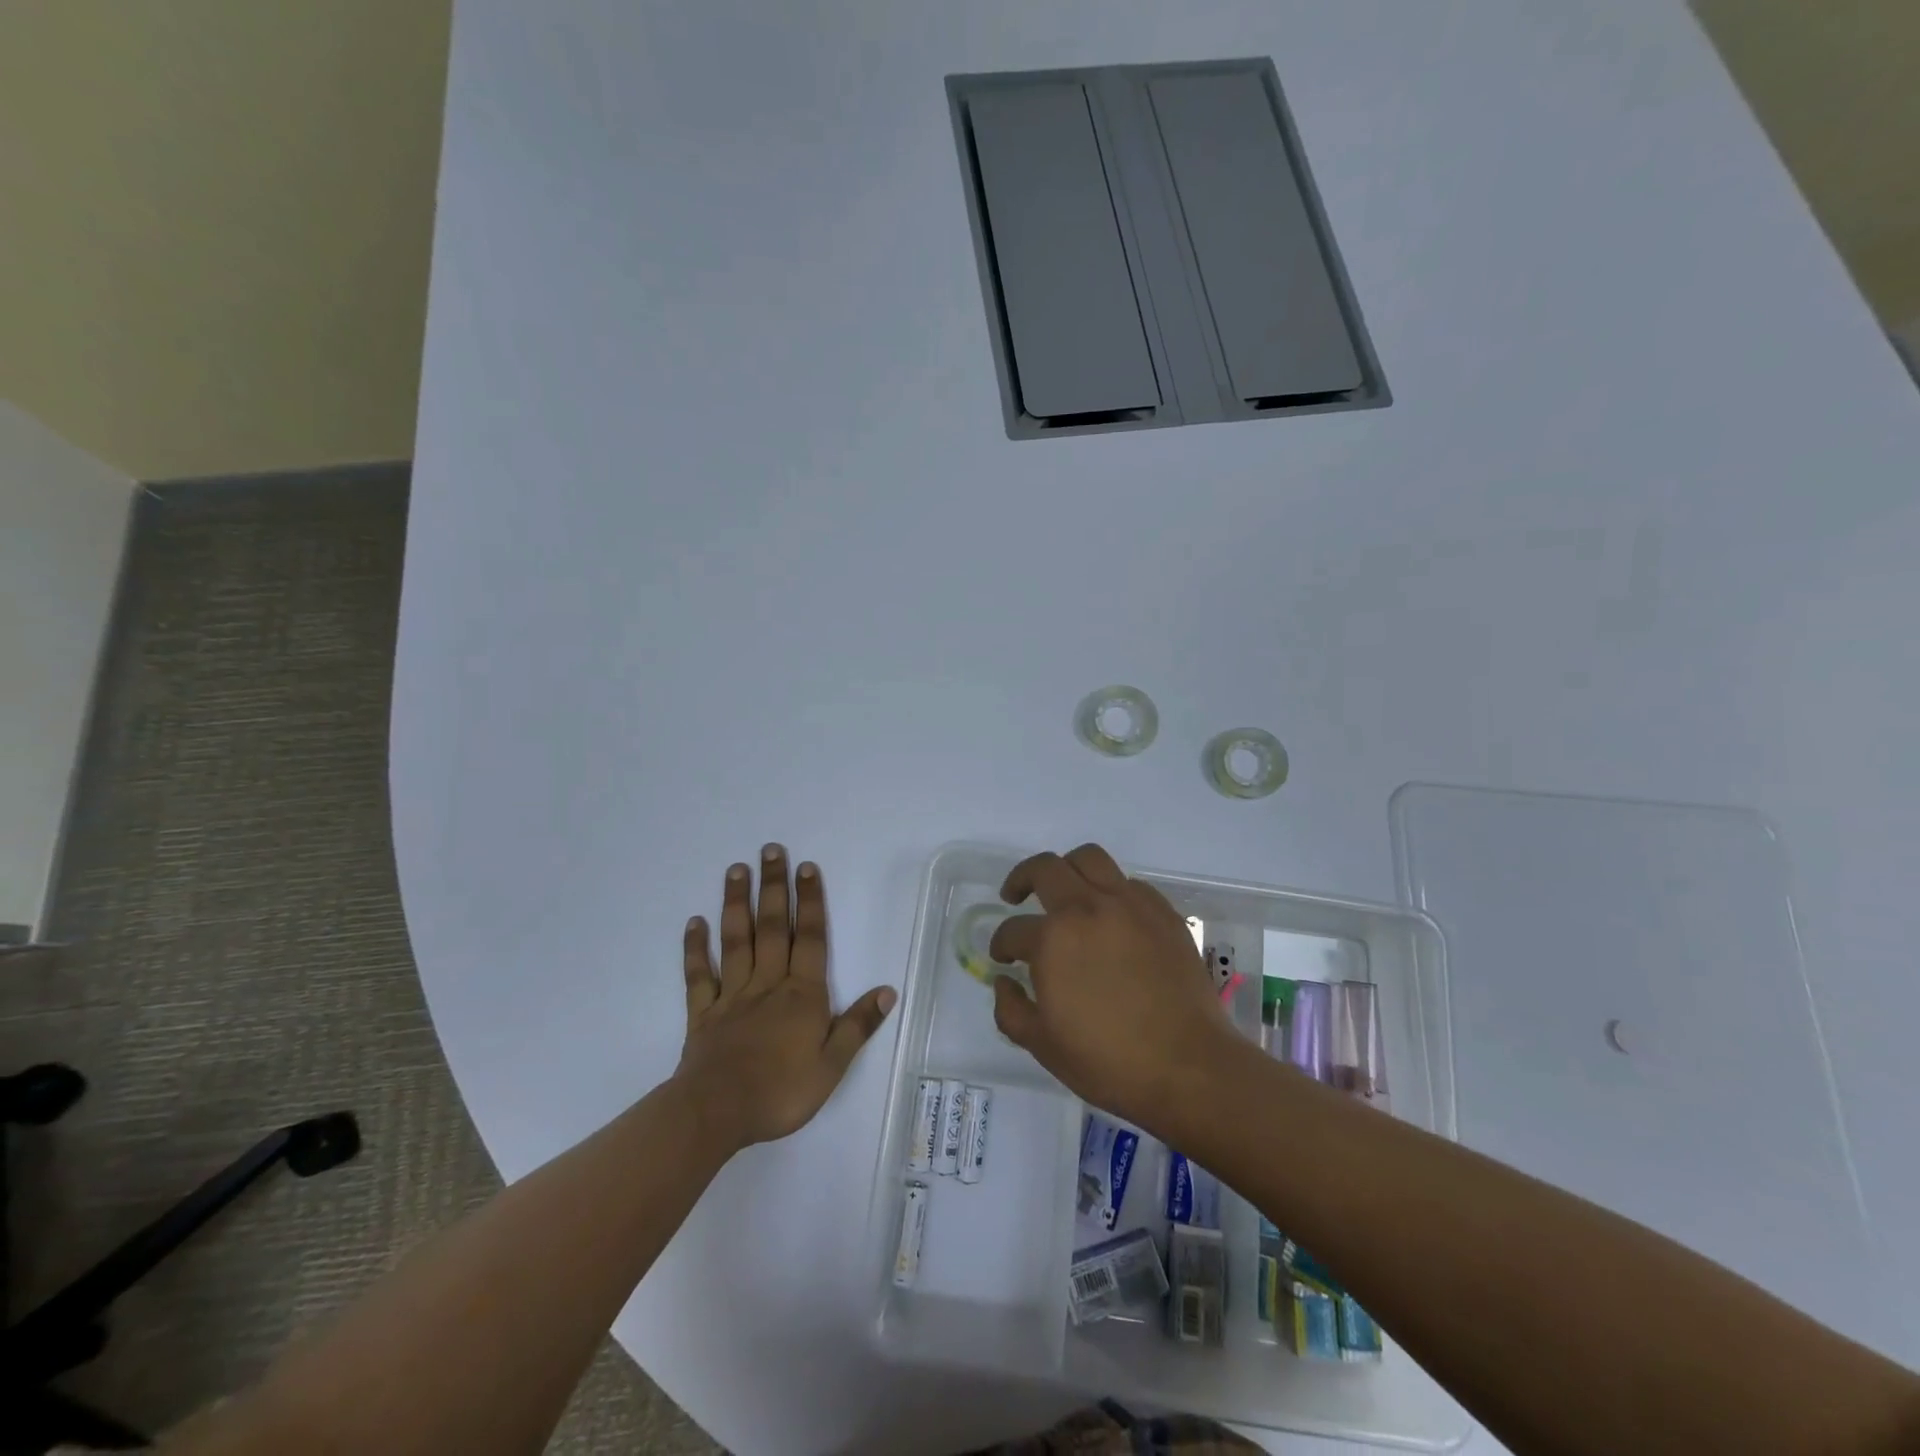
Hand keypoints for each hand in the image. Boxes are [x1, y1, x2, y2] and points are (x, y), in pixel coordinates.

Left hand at [676, 845, 894, 1149]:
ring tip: (736, 869)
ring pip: (736, 940)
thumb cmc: (781, 1091)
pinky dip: (695, 948)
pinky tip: (694, 922)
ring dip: (736, 903)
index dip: (811, 901)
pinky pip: (698, 975)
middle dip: (774, 887)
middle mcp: (768, 983)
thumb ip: (858, 1025)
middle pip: (773, 927)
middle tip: (770, 850)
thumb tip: (888, 990)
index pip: (810, 938)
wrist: (717, 1113)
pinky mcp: (703, 1012)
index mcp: (802, 994)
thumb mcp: (833, 1066)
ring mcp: (732, 995)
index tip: (807, 867)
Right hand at [989, 843, 1237, 1131]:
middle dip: (1021, 879)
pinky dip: (1110, 891)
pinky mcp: (1163, 912)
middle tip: (1015, 897)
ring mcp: (1129, 905)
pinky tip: (1111, 918)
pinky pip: (1129, 884)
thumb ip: (1011, 1009)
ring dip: (1067, 868)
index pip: (1013, 930)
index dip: (1001, 944)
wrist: (1188, 1067)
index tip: (1004, 959)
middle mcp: (1088, 908)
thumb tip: (1004, 981)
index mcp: (1053, 939)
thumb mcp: (1043, 1045)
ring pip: (1090, 859)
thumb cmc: (1108, 1061)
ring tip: (1064, 891)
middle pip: (1045, 869)